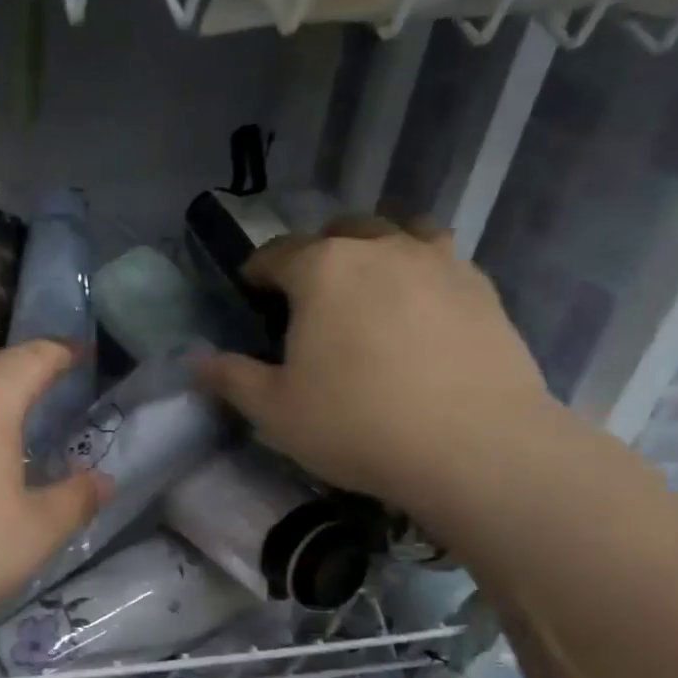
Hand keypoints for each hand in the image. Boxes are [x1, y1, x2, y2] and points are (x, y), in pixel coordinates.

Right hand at [197, 219, 558, 520]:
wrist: (474, 447)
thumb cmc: (357, 424)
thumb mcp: (275, 411)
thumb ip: (231, 378)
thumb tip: (195, 362)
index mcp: (321, 269)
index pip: (275, 254)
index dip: (256, 272)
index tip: (250, 293)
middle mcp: (379, 248)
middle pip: (340, 230)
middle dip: (318, 253)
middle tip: (312, 296)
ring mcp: (438, 262)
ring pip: (400, 232)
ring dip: (378, 250)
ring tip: (373, 289)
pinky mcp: (483, 288)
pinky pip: (442, 262)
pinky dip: (422, 274)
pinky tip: (422, 314)